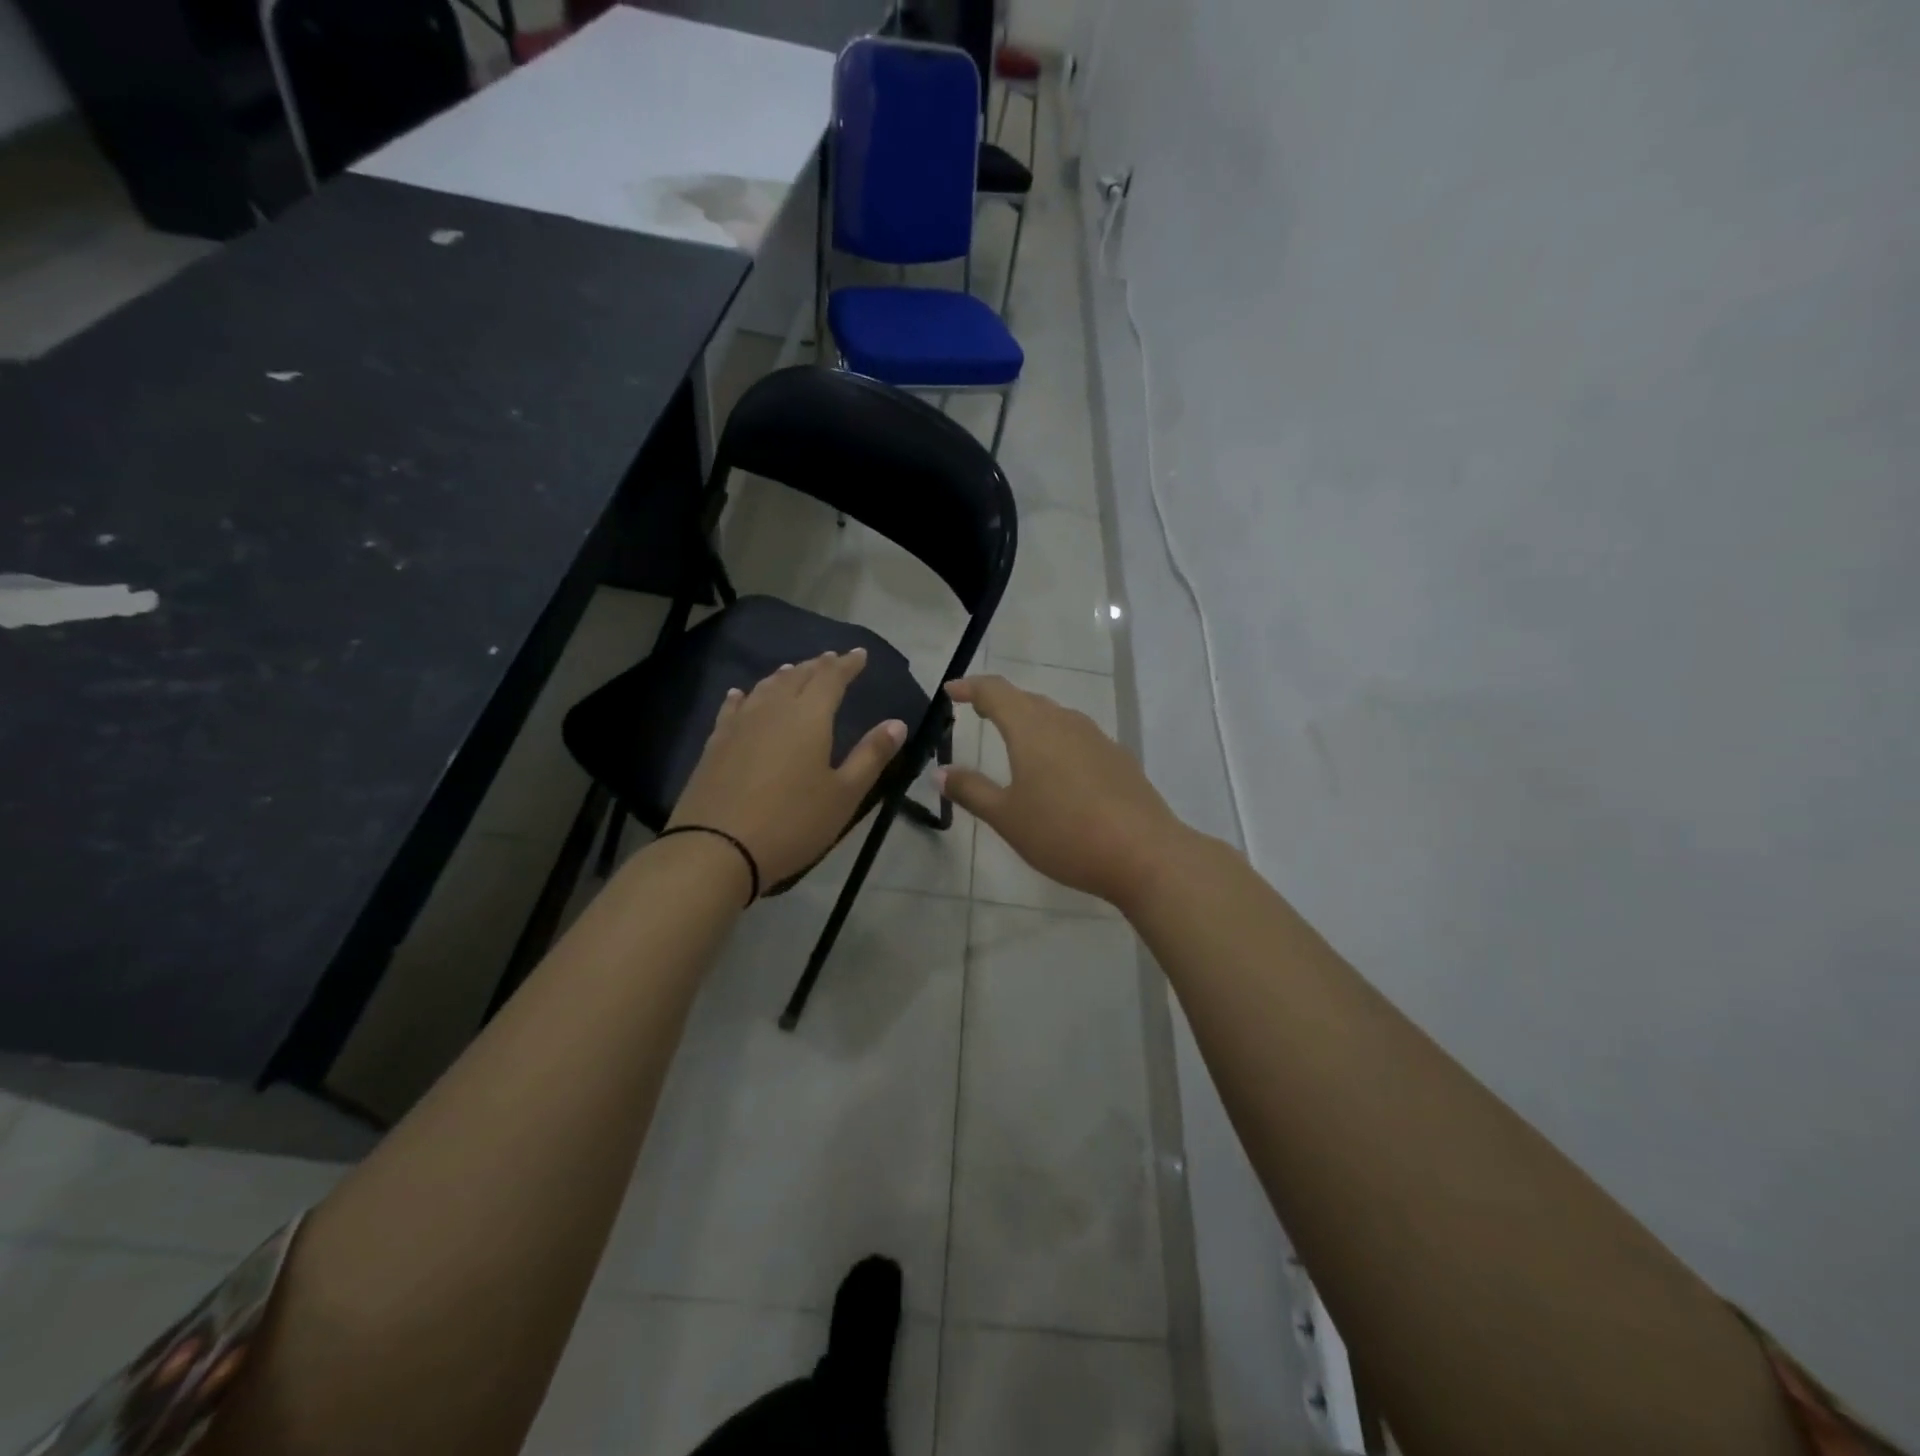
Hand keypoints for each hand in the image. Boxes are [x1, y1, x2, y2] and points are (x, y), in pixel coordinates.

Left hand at [669, 650, 906, 890]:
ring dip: (784, 676)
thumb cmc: (792, 822)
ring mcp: (739, 725)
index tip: (860, 654)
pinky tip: (741, 694)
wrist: (716, 848)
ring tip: (793, 670)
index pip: (831, 678)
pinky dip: (744, 696)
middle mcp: (773, 710)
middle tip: (831, 659)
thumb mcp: (844, 795)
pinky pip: (733, 708)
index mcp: (809, 717)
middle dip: (818, 666)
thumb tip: (897, 723)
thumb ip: (871, 756)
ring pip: (765, 688)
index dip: (847, 664)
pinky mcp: (715, 744)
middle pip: (797, 677)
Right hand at [939, 675, 1186, 910]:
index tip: (951, 690)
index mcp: (1032, 728)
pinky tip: (1059, 769)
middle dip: (1000, 702)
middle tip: (979, 710)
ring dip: (1031, 720)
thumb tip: (940, 772)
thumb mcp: (1007, 817)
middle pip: (1027, 700)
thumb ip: (971, 790)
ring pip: (1056, 717)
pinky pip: (1078, 738)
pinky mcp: (1118, 758)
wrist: (1143, 853)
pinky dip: (1057, 741)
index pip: (995, 692)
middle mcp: (1065, 722)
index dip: (970, 687)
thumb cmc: (1063, 833)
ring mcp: (1097, 738)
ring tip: (1016, 738)